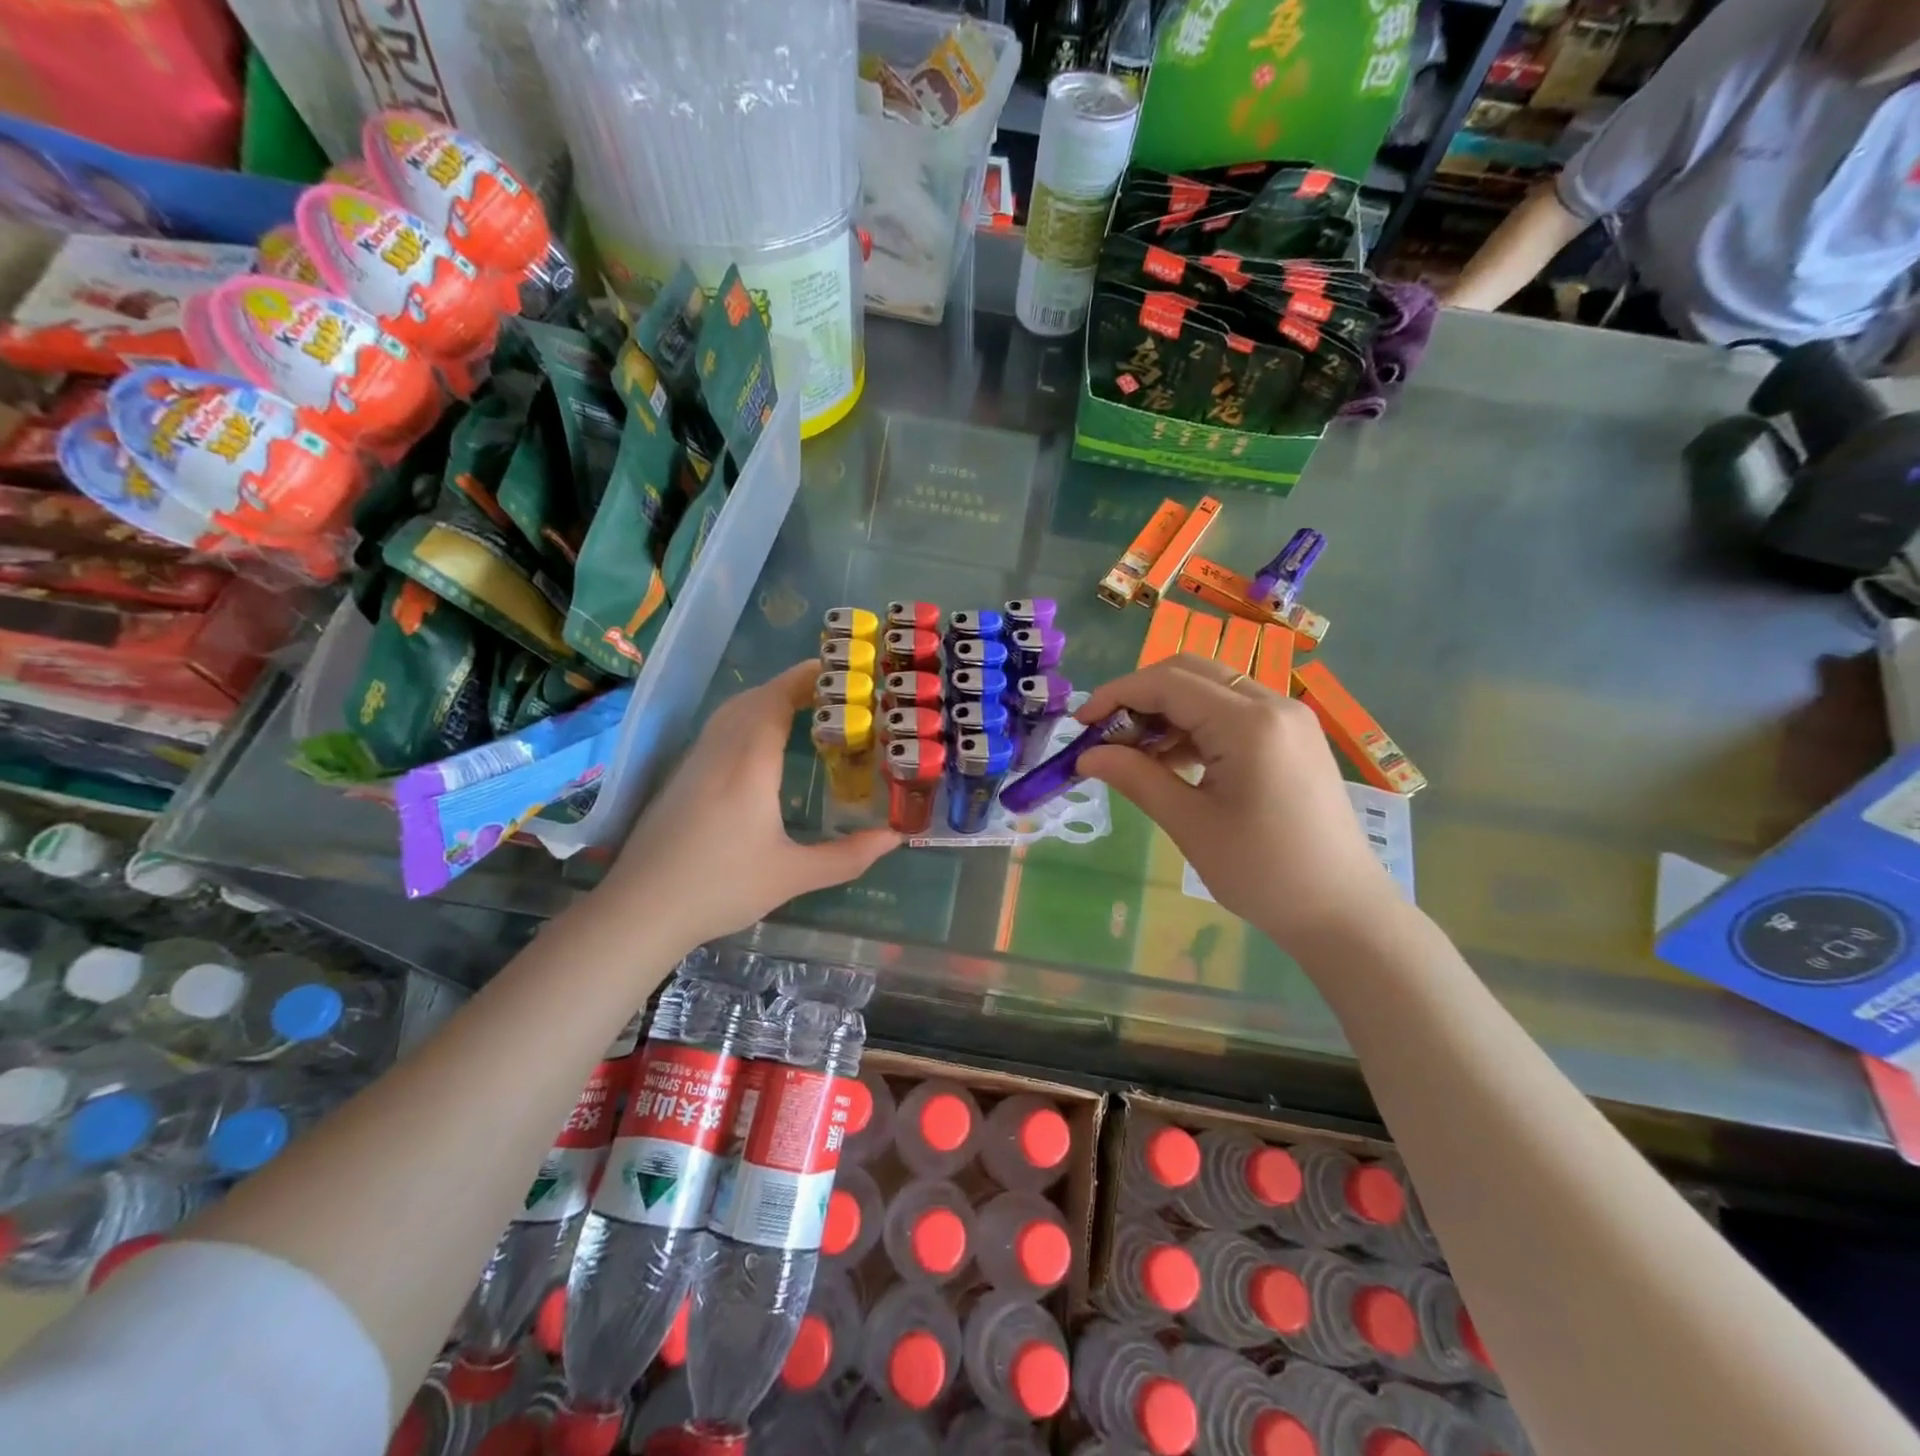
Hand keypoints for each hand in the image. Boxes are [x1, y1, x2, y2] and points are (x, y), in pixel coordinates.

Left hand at [599, 661, 899, 951]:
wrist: (642, 910)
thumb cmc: (721, 887)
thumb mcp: (792, 876)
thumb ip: (847, 857)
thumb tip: (895, 838)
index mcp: (749, 764)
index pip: (775, 701)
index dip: (804, 680)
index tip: (836, 672)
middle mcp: (719, 753)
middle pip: (752, 699)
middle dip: (789, 686)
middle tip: (828, 692)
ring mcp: (693, 763)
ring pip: (729, 712)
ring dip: (764, 700)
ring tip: (799, 710)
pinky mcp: (678, 779)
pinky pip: (716, 730)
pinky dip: (744, 718)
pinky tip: (757, 745)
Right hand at [1076, 656, 1398, 951]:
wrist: (1342, 910)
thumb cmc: (1263, 873)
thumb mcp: (1190, 825)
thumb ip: (1136, 778)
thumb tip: (1086, 755)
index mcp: (1249, 723)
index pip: (1167, 683)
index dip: (1116, 696)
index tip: (1080, 724)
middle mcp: (1272, 704)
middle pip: (1189, 672)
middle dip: (1139, 697)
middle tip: (1105, 736)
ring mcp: (1287, 717)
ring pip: (1210, 688)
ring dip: (1166, 710)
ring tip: (1134, 754)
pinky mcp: (1291, 735)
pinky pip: (1232, 710)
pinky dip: (1194, 724)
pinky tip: (1172, 760)